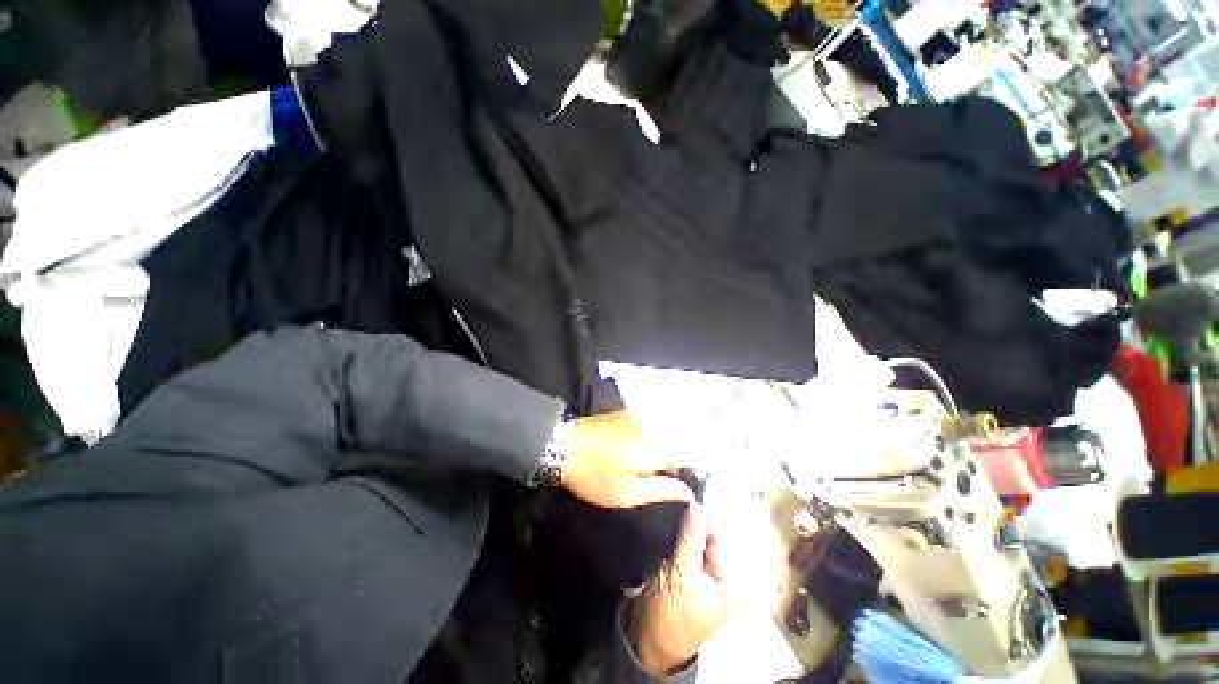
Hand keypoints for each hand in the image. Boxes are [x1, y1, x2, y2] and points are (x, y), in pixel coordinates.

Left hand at [561, 412, 694, 507]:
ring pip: (656, 438)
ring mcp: (637, 419)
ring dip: (650, 453)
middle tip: (641, 478)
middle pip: (670, 447)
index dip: (676, 475)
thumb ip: (661, 491)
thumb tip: (687, 492)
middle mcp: (651, 428)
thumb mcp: (627, 493)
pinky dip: (640, 442)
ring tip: (628, 466)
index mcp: (655, 448)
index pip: (683, 459)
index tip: (662, 486)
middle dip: (663, 464)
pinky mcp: (624, 415)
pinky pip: (643, 430)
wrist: (564, 447)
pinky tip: (622, 452)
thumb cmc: (594, 474)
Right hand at [634, 503, 730, 674]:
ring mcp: (699, 575)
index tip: (690, 499)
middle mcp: (716, 577)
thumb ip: (690, 539)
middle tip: (680, 502)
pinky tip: (670, 524)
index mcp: (727, 583)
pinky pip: (683, 547)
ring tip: (674, 510)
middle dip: (694, 522)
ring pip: (693, 541)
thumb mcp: (681, 576)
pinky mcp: (682, 572)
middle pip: (708, 539)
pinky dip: (677, 536)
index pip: (719, 540)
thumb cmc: (669, 617)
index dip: (705, 519)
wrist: (644, 640)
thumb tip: (697, 506)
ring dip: (684, 527)